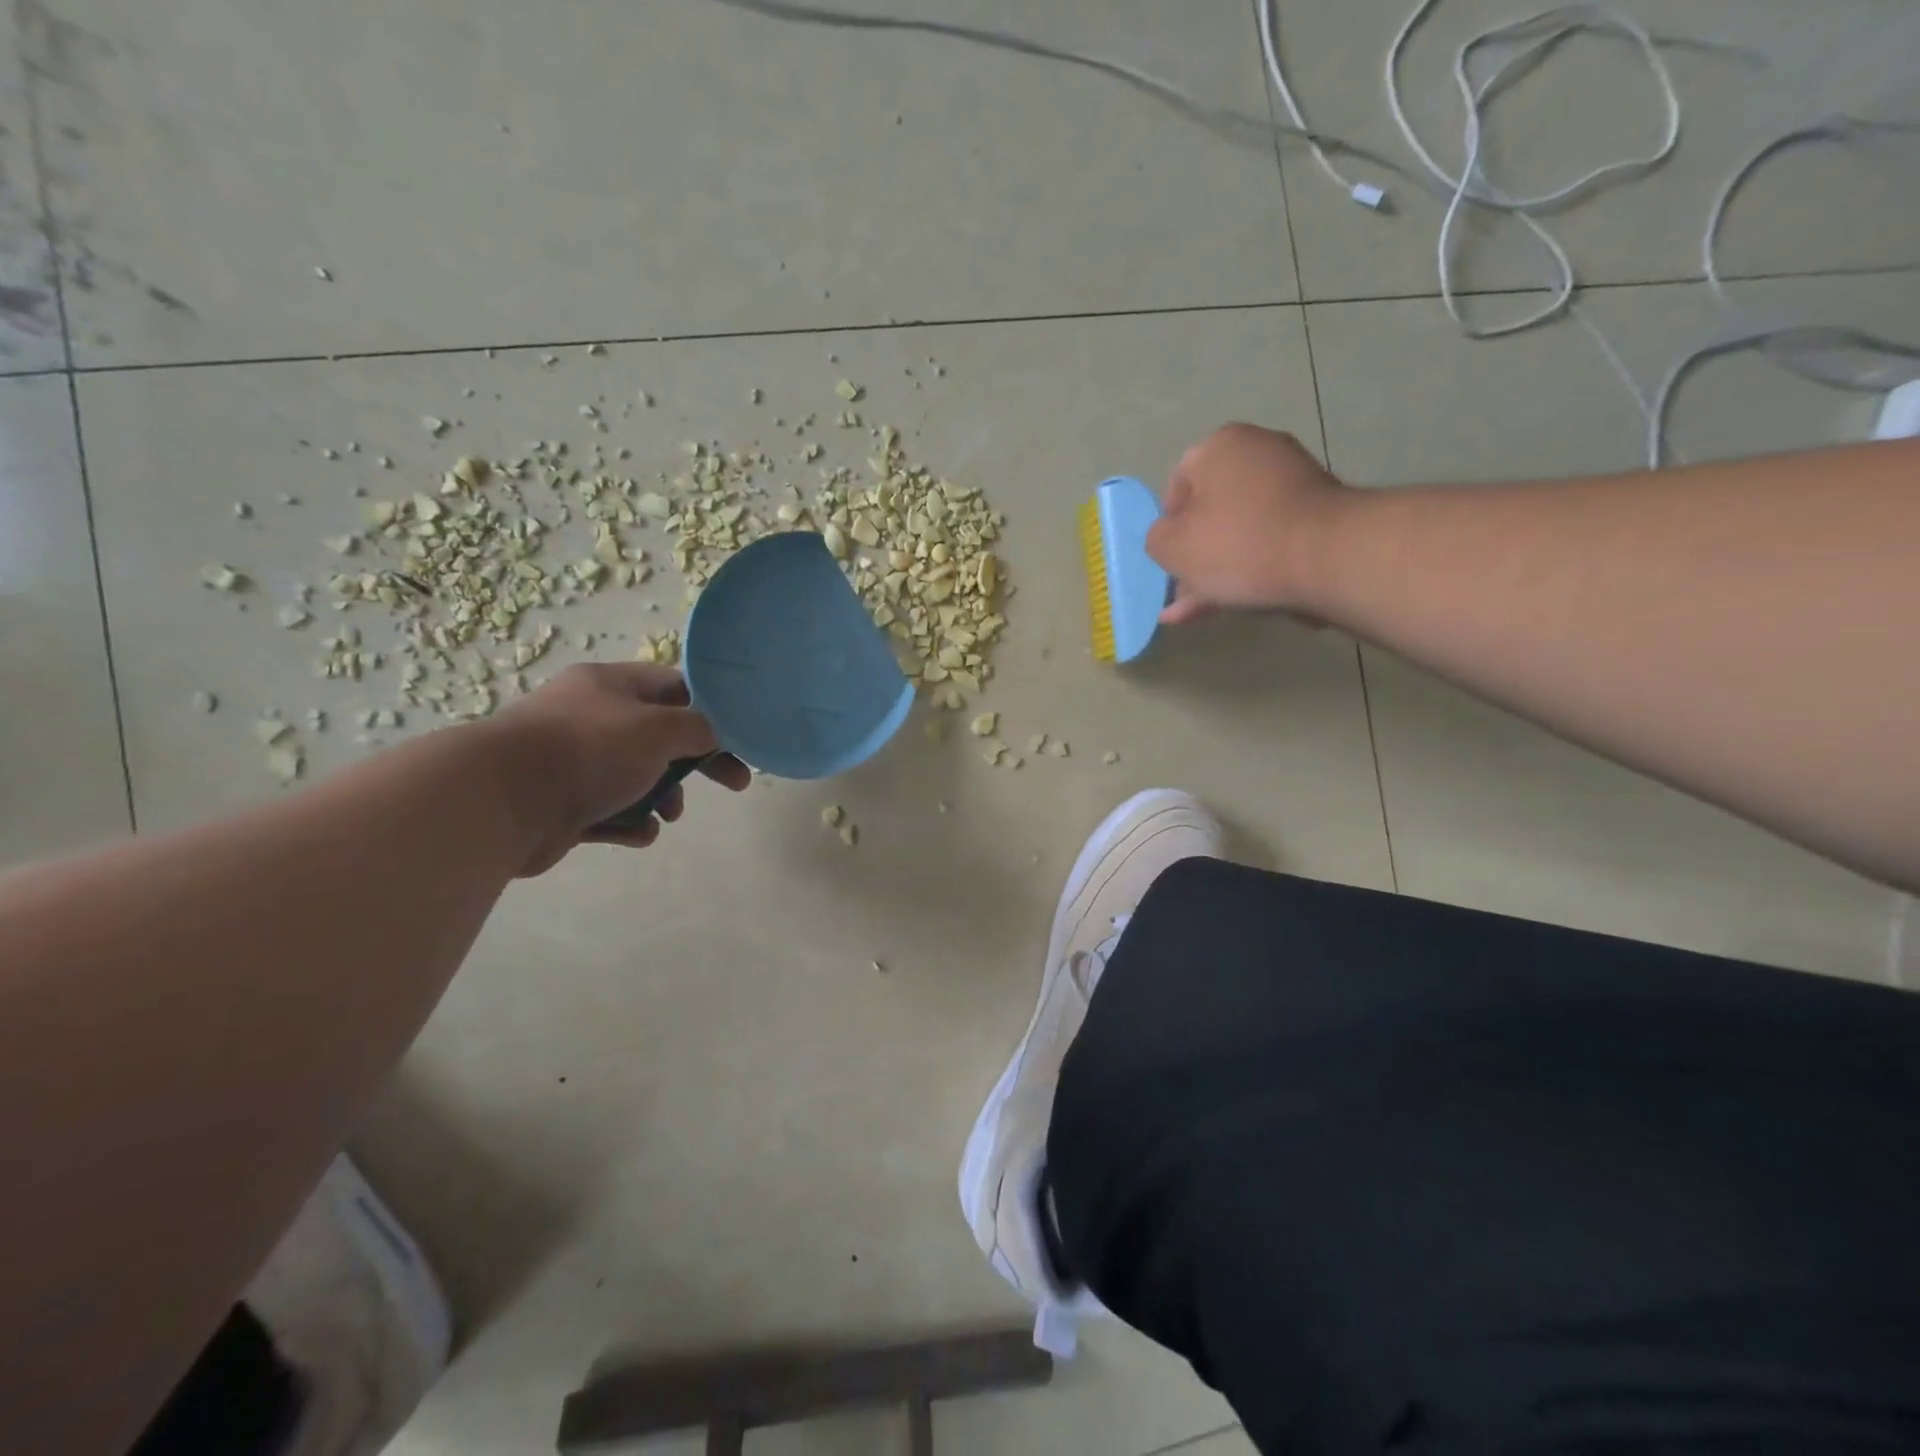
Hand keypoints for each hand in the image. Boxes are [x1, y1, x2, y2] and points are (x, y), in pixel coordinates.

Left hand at [485, 663, 751, 874]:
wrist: (501, 800)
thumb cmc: (589, 750)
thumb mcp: (658, 729)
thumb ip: (697, 729)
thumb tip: (711, 736)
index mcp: (611, 685)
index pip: (674, 687)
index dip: (710, 709)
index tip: (737, 736)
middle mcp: (592, 717)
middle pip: (661, 736)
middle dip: (696, 762)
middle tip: (735, 783)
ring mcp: (575, 761)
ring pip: (637, 776)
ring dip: (663, 796)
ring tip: (668, 814)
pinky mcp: (563, 803)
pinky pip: (611, 810)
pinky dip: (631, 821)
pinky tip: (639, 834)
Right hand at [1146, 423, 1347, 623]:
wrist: (1328, 558)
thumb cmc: (1237, 543)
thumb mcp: (1170, 547)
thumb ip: (1157, 540)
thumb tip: (1169, 539)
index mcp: (1218, 446)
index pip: (1178, 484)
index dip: (1168, 527)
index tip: (1169, 560)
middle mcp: (1259, 451)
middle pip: (1212, 510)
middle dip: (1195, 556)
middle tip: (1183, 594)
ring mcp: (1295, 481)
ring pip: (1241, 531)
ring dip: (1219, 571)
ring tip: (1200, 612)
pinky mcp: (1321, 513)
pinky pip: (1271, 541)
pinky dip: (1252, 568)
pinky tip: (1233, 603)